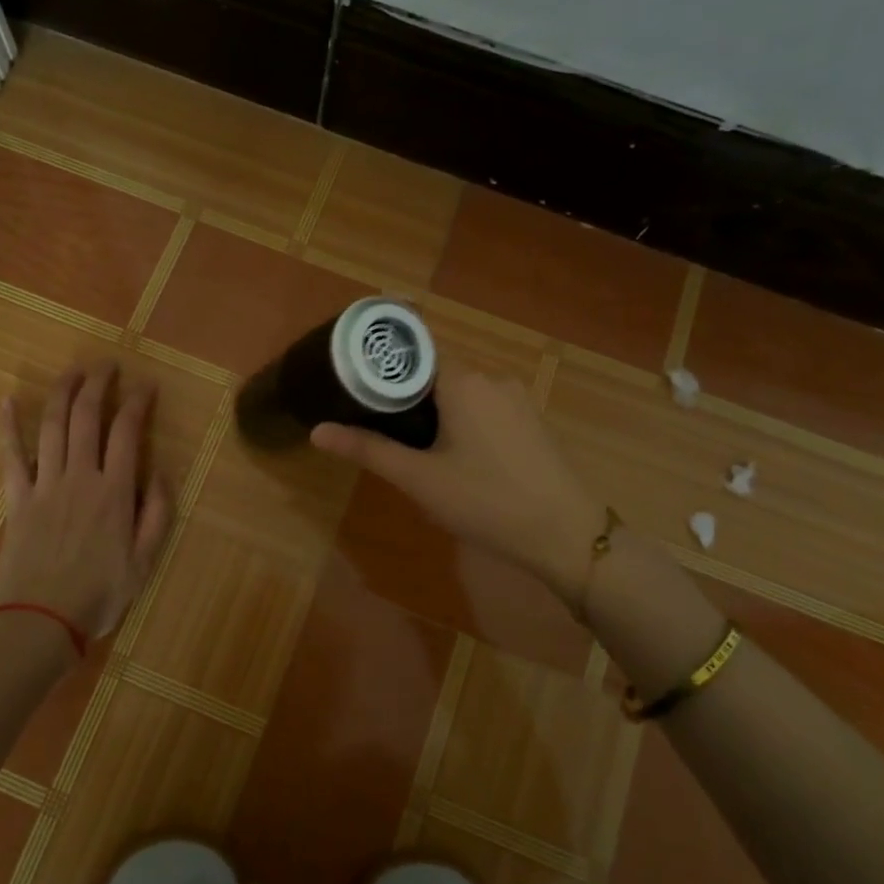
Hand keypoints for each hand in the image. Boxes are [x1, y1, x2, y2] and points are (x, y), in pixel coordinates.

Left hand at [0, 361, 172, 645]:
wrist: (40, 622)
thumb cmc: (99, 595)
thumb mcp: (145, 561)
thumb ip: (158, 514)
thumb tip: (163, 472)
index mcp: (114, 491)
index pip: (127, 432)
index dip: (137, 402)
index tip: (146, 385)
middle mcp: (80, 476)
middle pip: (86, 417)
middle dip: (98, 384)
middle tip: (107, 365)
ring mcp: (44, 484)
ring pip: (52, 425)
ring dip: (63, 392)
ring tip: (73, 371)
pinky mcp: (17, 498)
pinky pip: (10, 455)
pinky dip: (7, 426)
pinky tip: (7, 400)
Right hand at [311, 365, 599, 601]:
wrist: (566, 534)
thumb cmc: (485, 500)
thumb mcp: (419, 478)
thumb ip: (368, 450)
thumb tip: (317, 431)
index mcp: (463, 380)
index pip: (416, 349)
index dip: (384, 360)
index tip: (355, 374)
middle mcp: (492, 377)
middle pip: (437, 369)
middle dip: (405, 389)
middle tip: (373, 417)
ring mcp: (516, 398)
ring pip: (462, 389)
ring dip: (434, 406)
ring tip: (407, 439)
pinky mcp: (530, 420)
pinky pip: (484, 405)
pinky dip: (461, 417)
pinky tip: (452, 452)